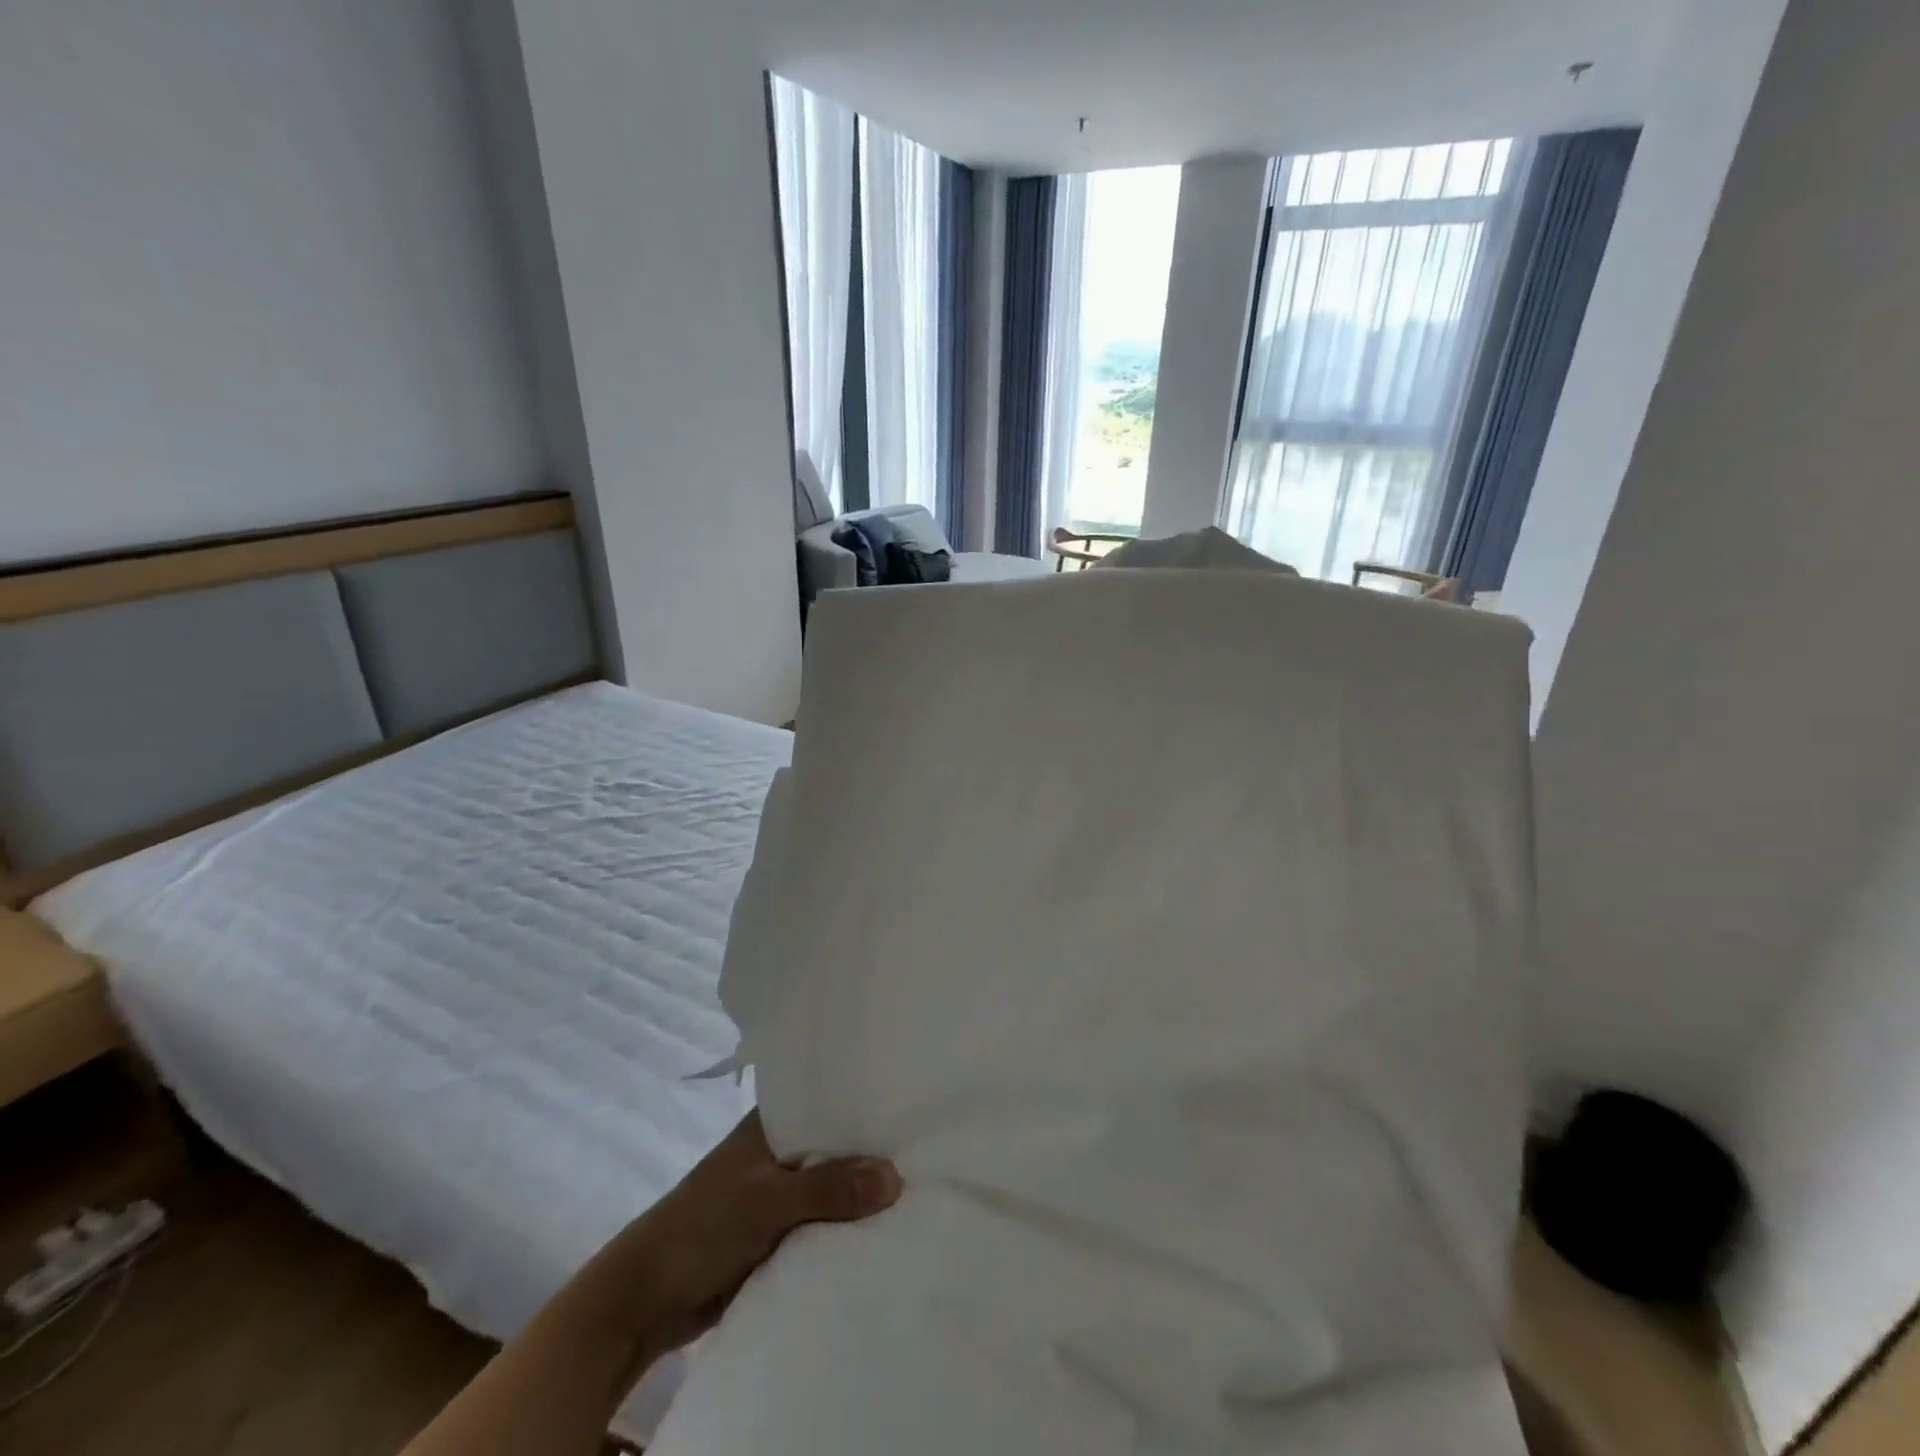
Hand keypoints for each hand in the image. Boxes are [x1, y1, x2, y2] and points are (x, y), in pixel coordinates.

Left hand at [634, 1110, 902, 1350]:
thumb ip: (828, 1188)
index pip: (828, 1099)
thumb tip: (896, 1177)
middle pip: (836, 1146)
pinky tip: (888, 1229)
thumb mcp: (766, 1201)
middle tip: (932, 1149)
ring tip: (925, 1186)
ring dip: (863, 1194)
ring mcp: (780, 1193)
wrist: (646, 1301)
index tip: (913, 1101)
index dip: (866, 1100)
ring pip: (833, 1186)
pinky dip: (848, 1227)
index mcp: (771, 1124)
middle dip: (873, 1151)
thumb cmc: (701, 1228)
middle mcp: (780, 1151)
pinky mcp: (780, 1233)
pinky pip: (824, 1223)